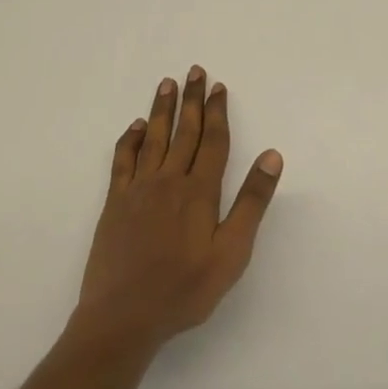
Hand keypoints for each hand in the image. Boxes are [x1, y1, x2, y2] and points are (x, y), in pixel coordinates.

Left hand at [73, 67, 283, 354]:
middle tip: (195, 71)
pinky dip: (130, 139)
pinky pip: (123, 160)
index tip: (219, 87)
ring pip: (154, 138)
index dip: (217, 112)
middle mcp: (168, 180)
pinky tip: (136, 126)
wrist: (122, 317)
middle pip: (183, 131)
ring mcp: (138, 190)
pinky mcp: (115, 203)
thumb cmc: (184, 289)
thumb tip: (272, 155)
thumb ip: (252, 202)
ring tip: (167, 83)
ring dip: (162, 109)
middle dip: (191, 99)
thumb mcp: (231, 253)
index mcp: (199, 191)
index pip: (212, 141)